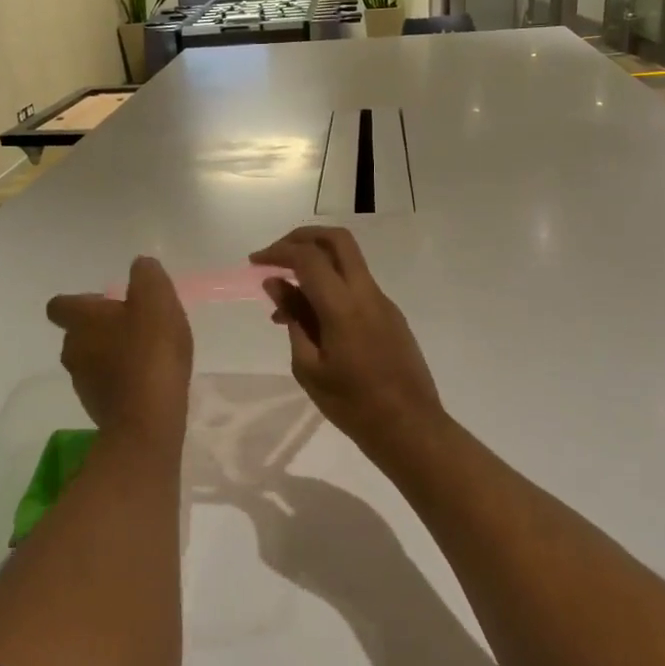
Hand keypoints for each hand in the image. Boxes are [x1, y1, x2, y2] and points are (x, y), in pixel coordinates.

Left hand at [46, 257, 192, 447]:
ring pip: (91, 359)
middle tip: (135, 326)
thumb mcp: (157, 300)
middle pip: (78, 333)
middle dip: (102, 327)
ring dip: (111, 354)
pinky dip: (121, 381)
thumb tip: (140, 266)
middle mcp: (72, 349)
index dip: (81, 301)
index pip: (60, 304)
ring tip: (144, 355)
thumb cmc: (150, 352)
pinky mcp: (97, 409)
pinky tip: (147, 382)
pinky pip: (106, 386)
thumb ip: (147, 276)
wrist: (148, 420)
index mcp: (81, 320)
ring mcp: (82, 383)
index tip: (107, 302)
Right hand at [249, 227, 443, 462]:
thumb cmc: (352, 404)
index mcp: (343, 306)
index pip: (308, 257)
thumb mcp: (309, 366)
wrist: (409, 427)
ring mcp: (383, 302)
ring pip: (348, 262)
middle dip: (302, 237)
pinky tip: (312, 322)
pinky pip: (356, 287)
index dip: (278, 252)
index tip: (255, 262)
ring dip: (316, 266)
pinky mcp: (391, 315)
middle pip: (337, 240)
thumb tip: (275, 284)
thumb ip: (293, 320)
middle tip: (276, 255)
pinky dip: (331, 288)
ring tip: (285, 306)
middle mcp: (366, 293)